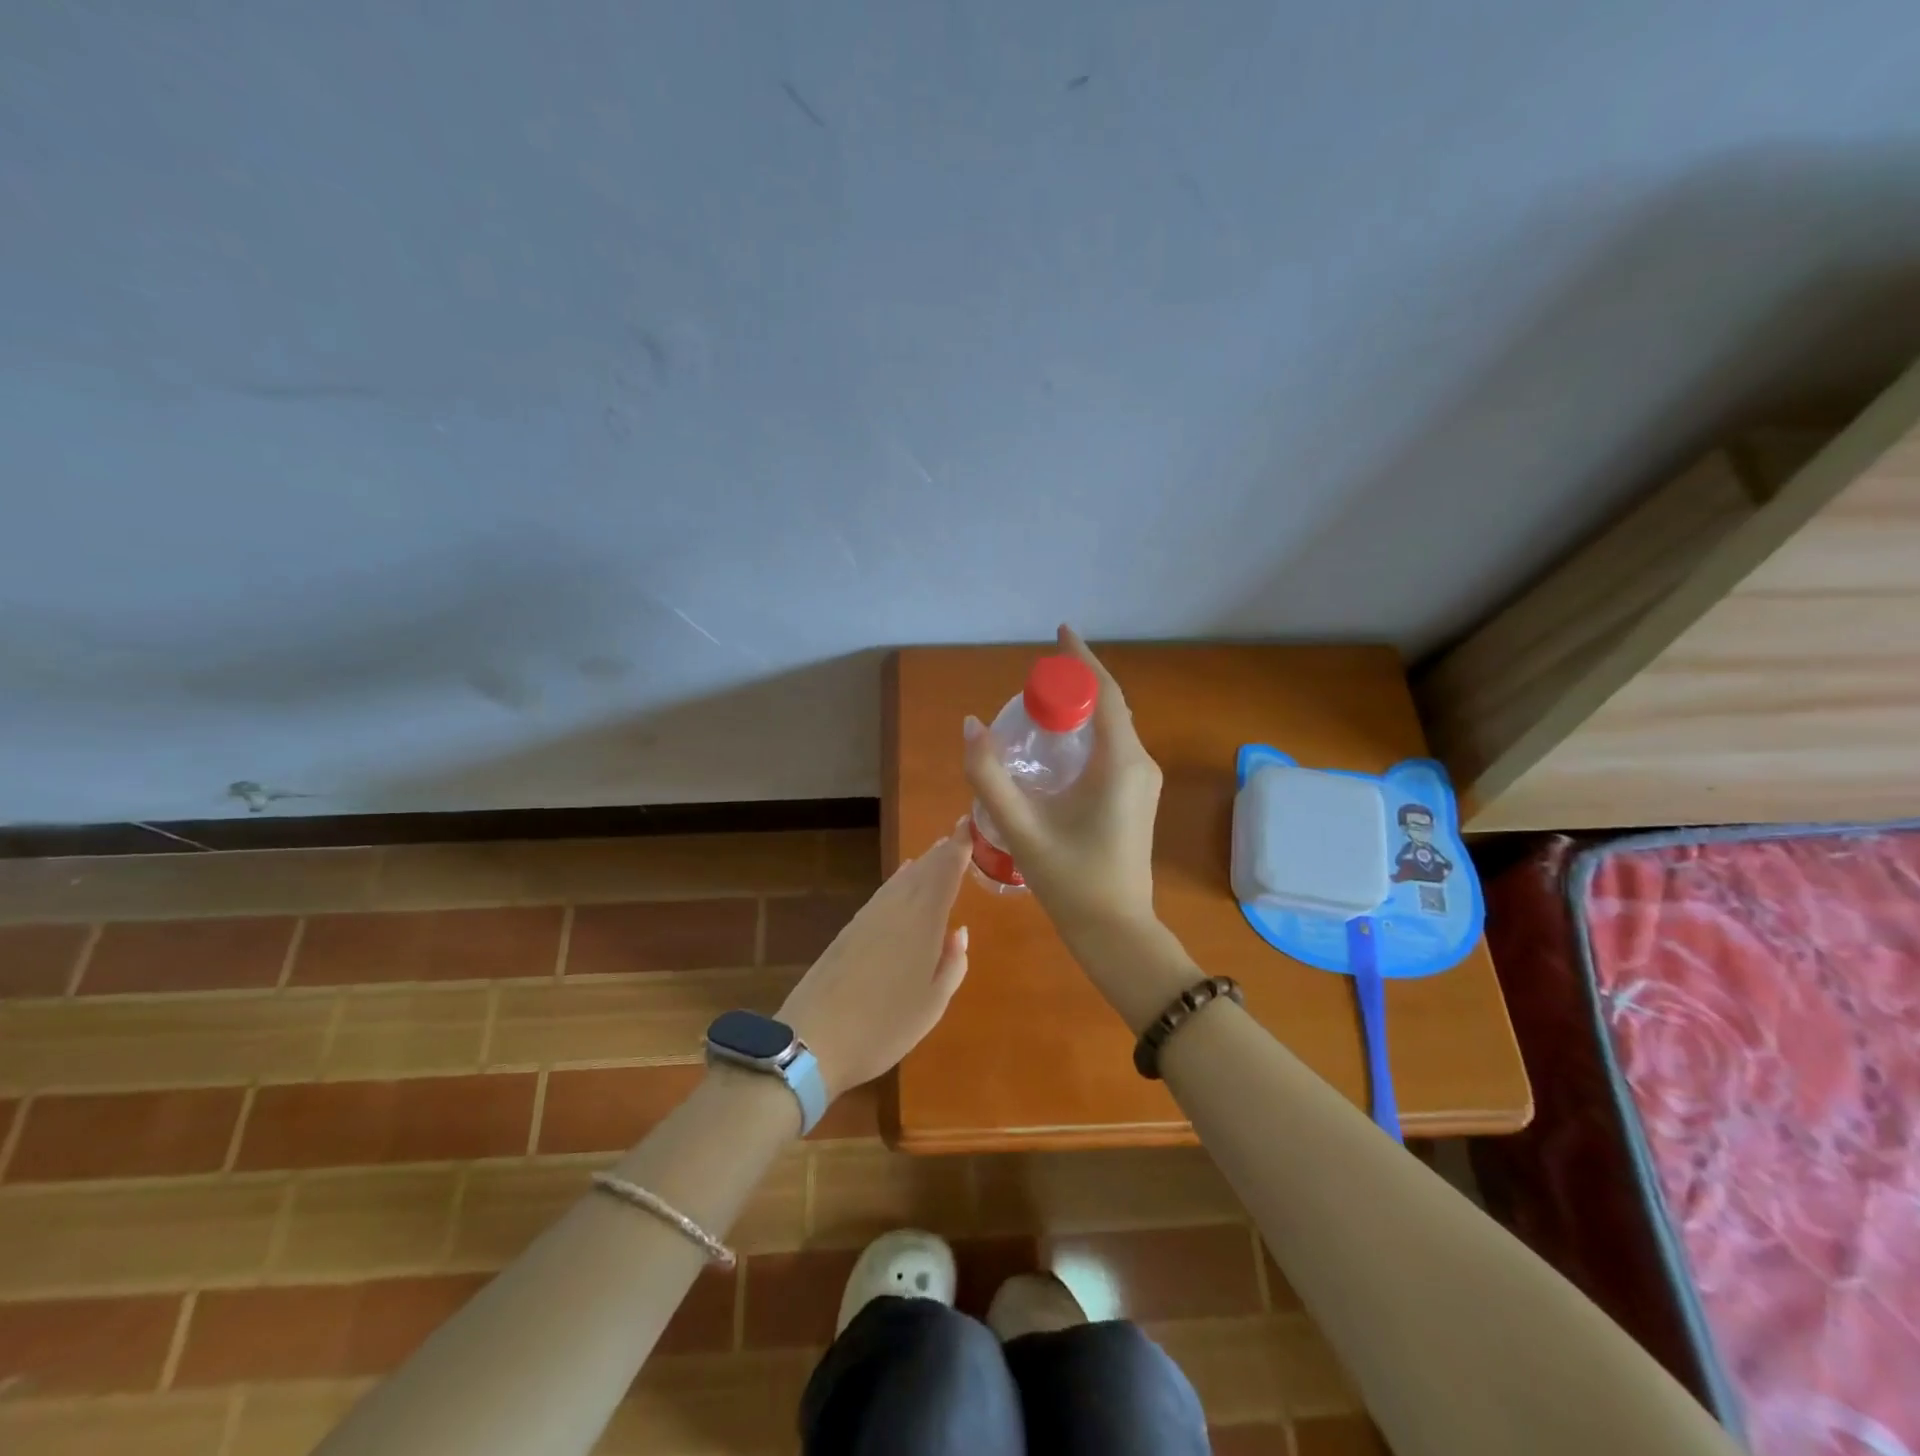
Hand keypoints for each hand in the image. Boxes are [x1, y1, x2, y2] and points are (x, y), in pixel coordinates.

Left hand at [777, 821, 970, 1099]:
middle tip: (958, 834)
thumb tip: (959, 932)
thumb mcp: (932, 1004)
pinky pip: (883, 892)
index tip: (969, 825)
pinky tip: (901, 879)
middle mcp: (896, 909)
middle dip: (942, 851)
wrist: (813, 1040)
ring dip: (921, 864)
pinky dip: (898, 880)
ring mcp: (869, 917)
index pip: (945, 872)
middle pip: (923, 870)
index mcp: (922, 921)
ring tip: (936, 852)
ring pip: (901, 880)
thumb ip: (952, 964)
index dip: (959, 847)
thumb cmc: (884, 1026)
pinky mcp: (849, 929)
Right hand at [963, 625, 1163, 943]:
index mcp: (1119, 762)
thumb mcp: (1021, 827)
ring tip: (1041, 704)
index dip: (1081, 659)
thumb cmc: (1071, 880)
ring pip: (1113, 728)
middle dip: (1076, 683)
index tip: (1060, 633)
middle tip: (1034, 676)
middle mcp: (1139, 763)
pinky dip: (1087, 733)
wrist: (1115, 931)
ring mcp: (1142, 781)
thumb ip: (989, 776)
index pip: (1104, 692)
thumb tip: (970, 726)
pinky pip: (1113, 748)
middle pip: (1110, 706)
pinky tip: (1057, 746)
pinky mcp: (1137, 797)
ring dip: (1081, 709)